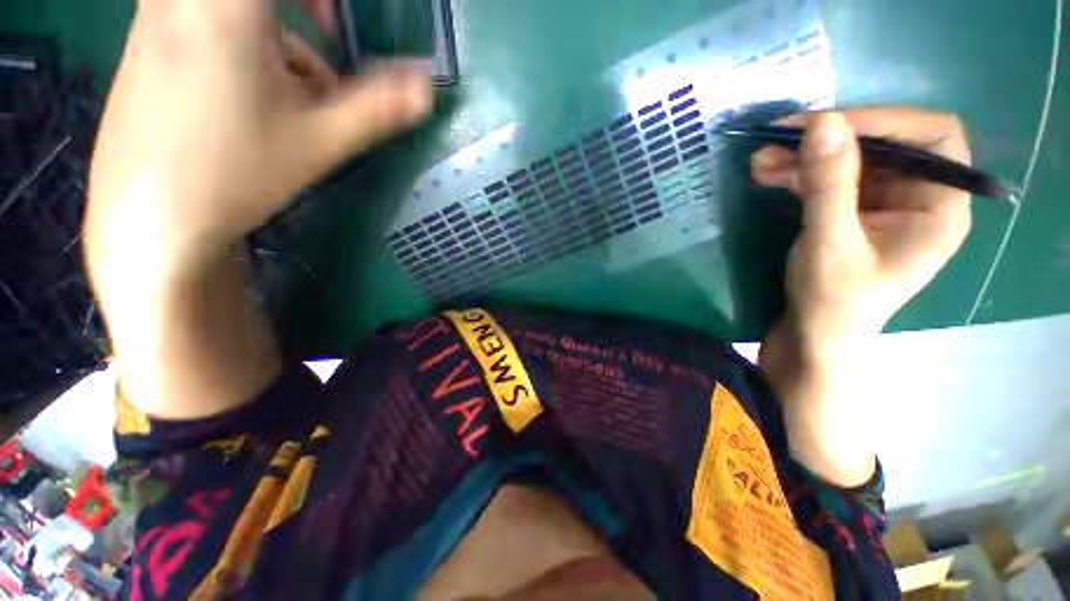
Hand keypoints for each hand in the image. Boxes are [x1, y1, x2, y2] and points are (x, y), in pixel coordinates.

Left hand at [85, 0, 433, 277]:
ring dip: (282, 29)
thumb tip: (427, 87)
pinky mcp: (147, 39)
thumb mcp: (320, 141)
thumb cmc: (235, 173)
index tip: (344, 27)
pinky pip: (207, 14)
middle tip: (333, 36)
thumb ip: (379, 107)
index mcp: (229, 5)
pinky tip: (259, 92)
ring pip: (239, 7)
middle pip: (270, 2)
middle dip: (310, 11)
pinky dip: (248, 38)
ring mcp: (159, 14)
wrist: (146, 216)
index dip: (327, 5)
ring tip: (303, 87)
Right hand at [753, 108, 971, 353]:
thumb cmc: (832, 302)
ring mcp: (884, 206)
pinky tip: (768, 174)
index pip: (931, 137)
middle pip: (884, 146)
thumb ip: (830, 183)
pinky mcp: (853, 214)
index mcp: (939, 206)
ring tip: (760, 160)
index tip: (826, 125)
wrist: (812, 339)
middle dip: (830, 140)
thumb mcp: (830, 242)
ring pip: (850, 162)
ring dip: (805, 158)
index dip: (884, 121)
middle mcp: (919, 198)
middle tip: (778, 138)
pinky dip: (799, 175)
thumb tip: (822, 121)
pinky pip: (831, 181)